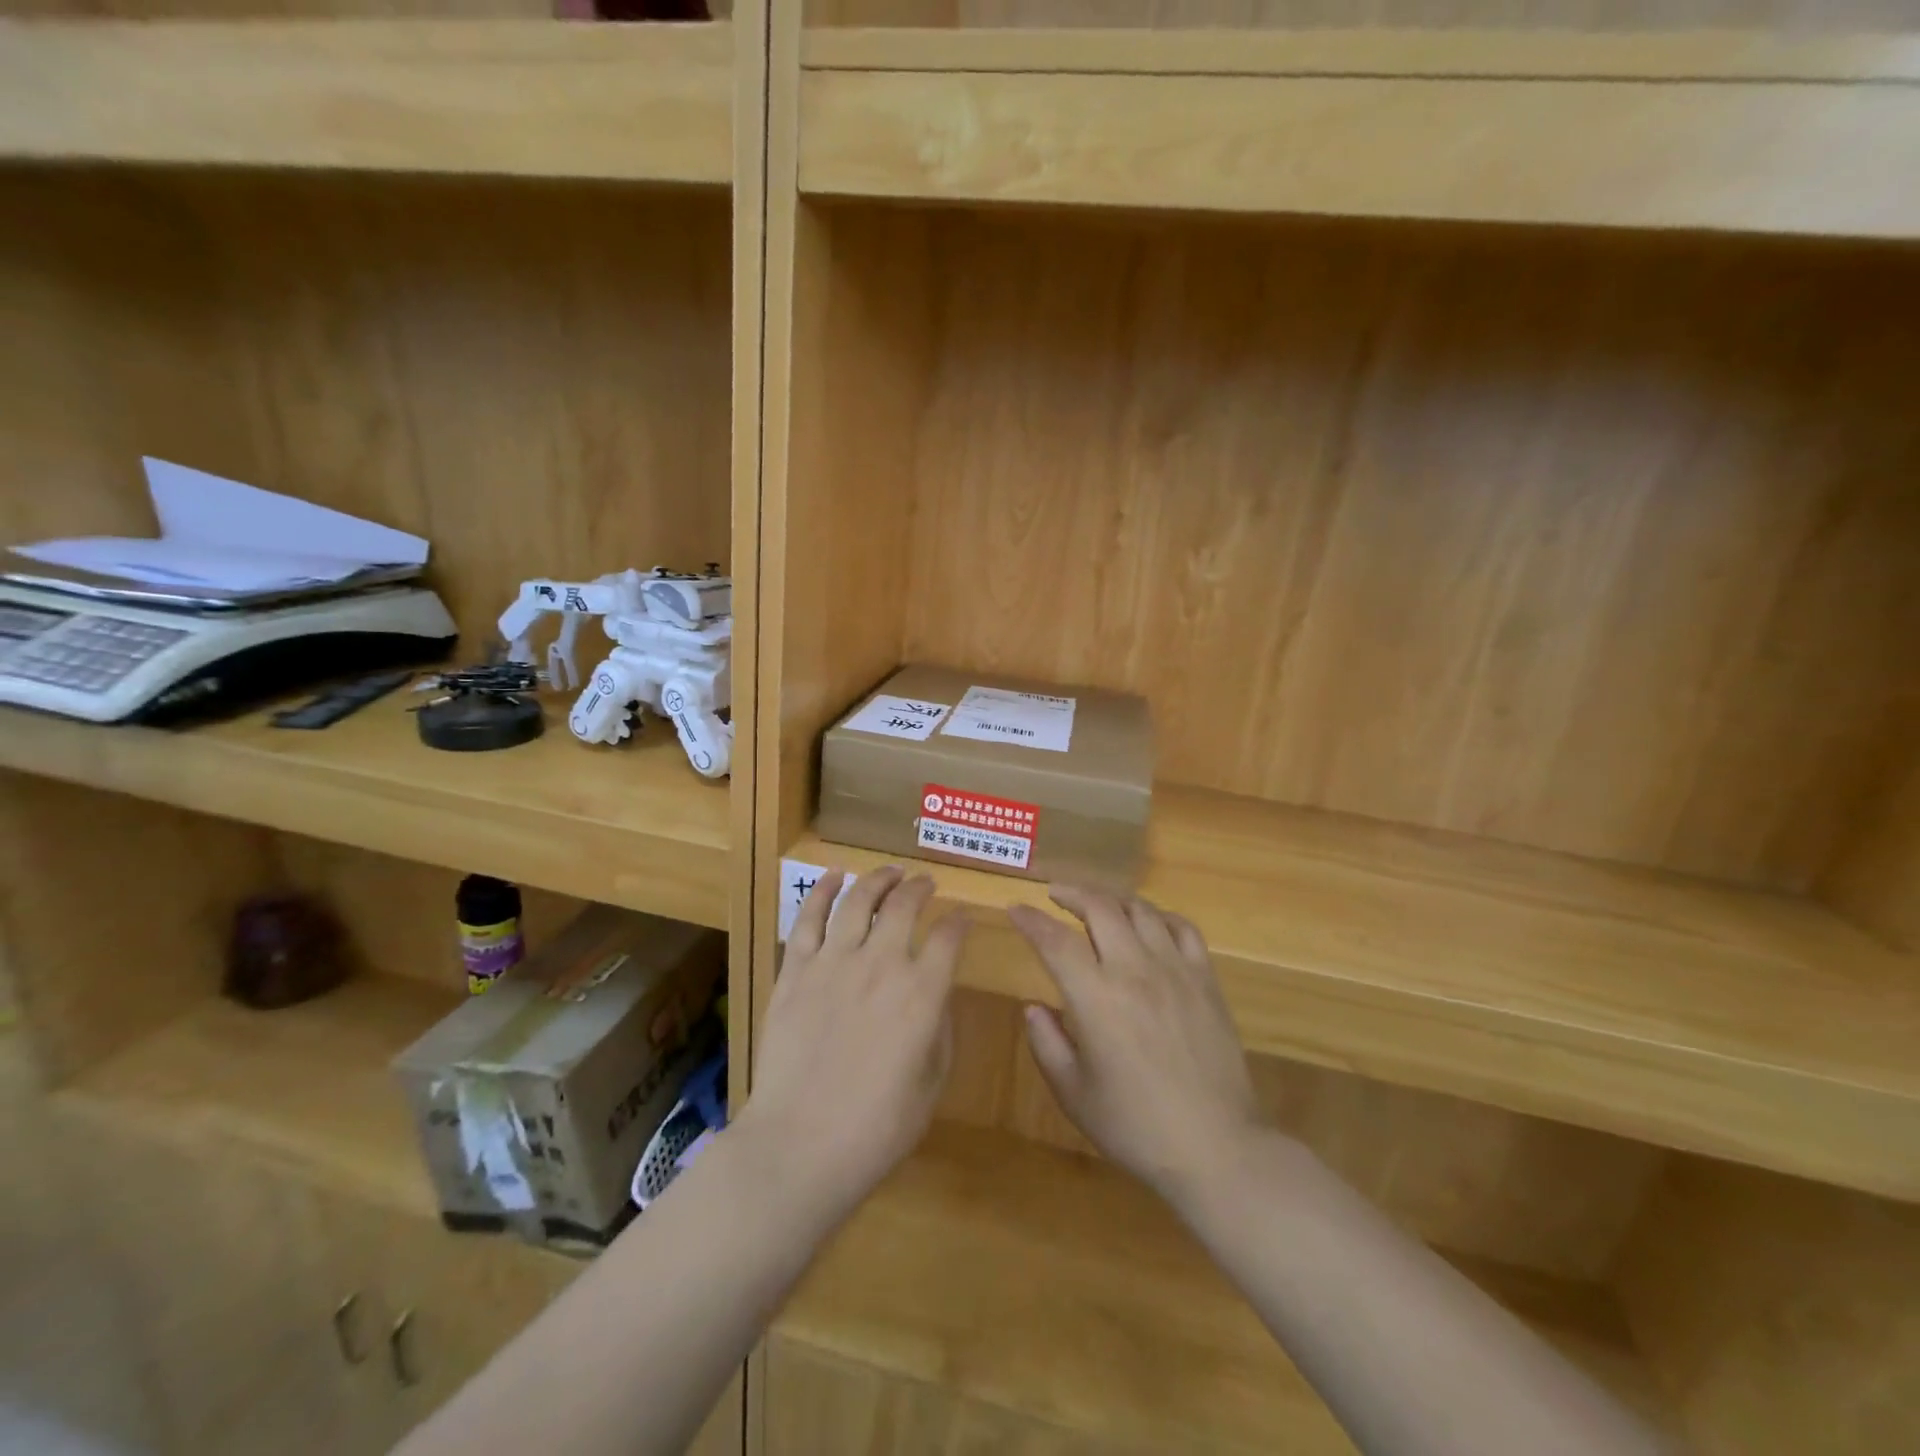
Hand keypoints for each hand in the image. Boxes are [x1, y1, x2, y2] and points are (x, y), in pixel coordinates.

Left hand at [739, 867, 967, 1225]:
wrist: (800, 1145)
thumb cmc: (877, 1128)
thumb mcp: (931, 1084)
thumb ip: (939, 1029)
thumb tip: (936, 995)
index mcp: (922, 993)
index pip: (949, 938)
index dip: (959, 923)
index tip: (962, 919)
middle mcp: (882, 964)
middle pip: (905, 906)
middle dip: (920, 887)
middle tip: (926, 882)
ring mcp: (833, 962)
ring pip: (859, 900)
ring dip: (878, 879)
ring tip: (890, 871)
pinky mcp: (795, 971)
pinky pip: (809, 918)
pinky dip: (822, 890)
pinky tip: (833, 875)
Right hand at [1009, 887, 1262, 1206]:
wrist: (1216, 1148)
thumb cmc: (1136, 1126)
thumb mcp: (1074, 1094)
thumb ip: (1047, 1044)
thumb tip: (1034, 1007)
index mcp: (1097, 998)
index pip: (1055, 940)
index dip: (1031, 920)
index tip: (1014, 909)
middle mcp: (1135, 970)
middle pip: (1100, 908)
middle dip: (1071, 893)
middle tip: (1054, 895)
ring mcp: (1176, 970)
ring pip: (1141, 910)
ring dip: (1112, 899)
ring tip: (1097, 904)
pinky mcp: (1206, 980)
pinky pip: (1183, 928)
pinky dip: (1159, 915)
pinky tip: (1149, 924)